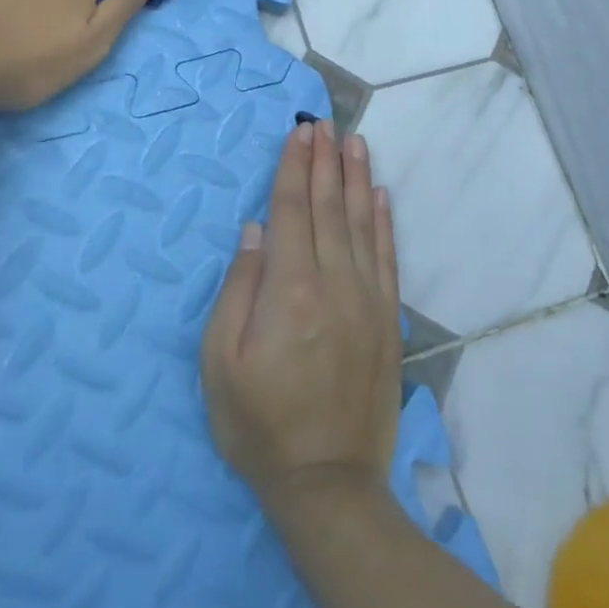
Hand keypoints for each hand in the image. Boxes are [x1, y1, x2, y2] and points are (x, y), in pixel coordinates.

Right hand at [202, 120, 403, 517]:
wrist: (327, 483)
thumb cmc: (258, 424)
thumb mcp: (220, 361)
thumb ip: (238, 288)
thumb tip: (255, 230)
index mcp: (289, 291)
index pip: (292, 212)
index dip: (294, 169)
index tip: (299, 133)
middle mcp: (334, 284)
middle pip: (328, 208)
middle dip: (325, 162)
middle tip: (324, 124)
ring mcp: (367, 301)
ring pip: (362, 224)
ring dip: (356, 179)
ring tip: (354, 142)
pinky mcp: (387, 321)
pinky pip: (388, 258)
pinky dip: (384, 221)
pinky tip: (380, 195)